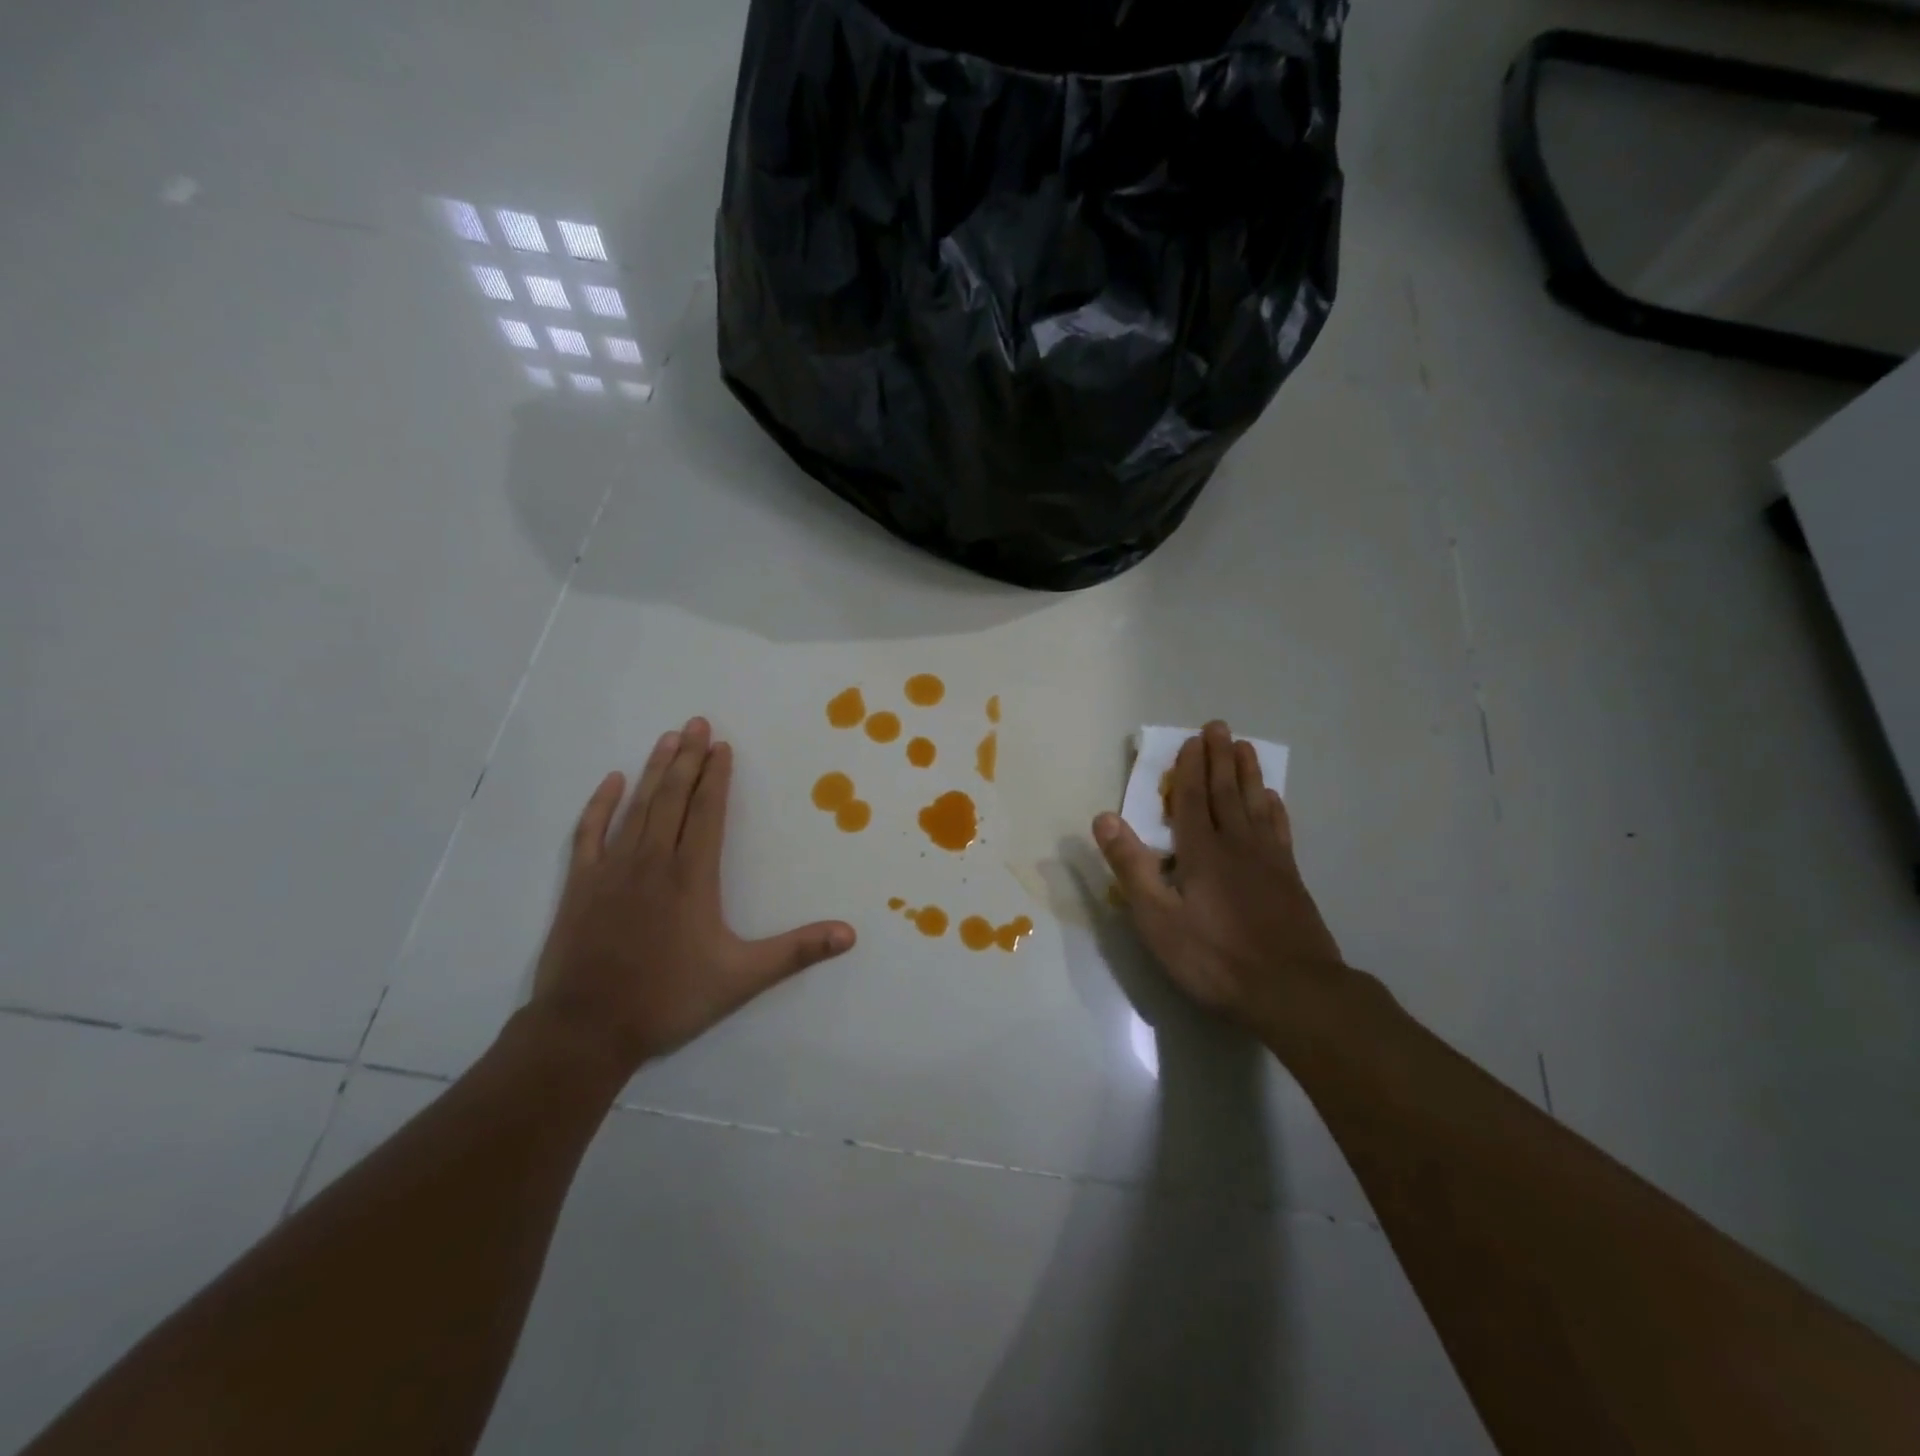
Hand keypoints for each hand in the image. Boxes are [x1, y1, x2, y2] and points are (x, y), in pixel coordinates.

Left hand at [530, 718, 855, 1073]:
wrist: (586, 1030)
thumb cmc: (668, 999)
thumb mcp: (741, 978)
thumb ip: (796, 952)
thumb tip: (849, 934)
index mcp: (692, 877)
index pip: (708, 812)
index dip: (717, 777)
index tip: (722, 746)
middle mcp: (652, 861)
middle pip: (673, 797)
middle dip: (687, 758)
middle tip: (696, 722)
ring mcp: (612, 870)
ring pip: (637, 807)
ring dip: (654, 771)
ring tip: (667, 738)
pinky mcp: (580, 885)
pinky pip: (590, 832)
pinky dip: (601, 804)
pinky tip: (612, 782)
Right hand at [1093, 721, 1343, 1027]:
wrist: (1293, 991)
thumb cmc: (1215, 958)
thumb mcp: (1158, 919)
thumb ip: (1131, 867)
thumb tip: (1104, 818)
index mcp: (1201, 852)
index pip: (1191, 799)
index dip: (1189, 768)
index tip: (1193, 739)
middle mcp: (1236, 845)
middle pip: (1226, 793)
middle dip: (1219, 759)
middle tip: (1220, 727)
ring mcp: (1268, 861)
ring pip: (1255, 805)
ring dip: (1248, 774)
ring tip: (1246, 748)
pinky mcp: (1290, 879)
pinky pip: (1279, 830)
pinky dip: (1274, 810)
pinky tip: (1274, 801)